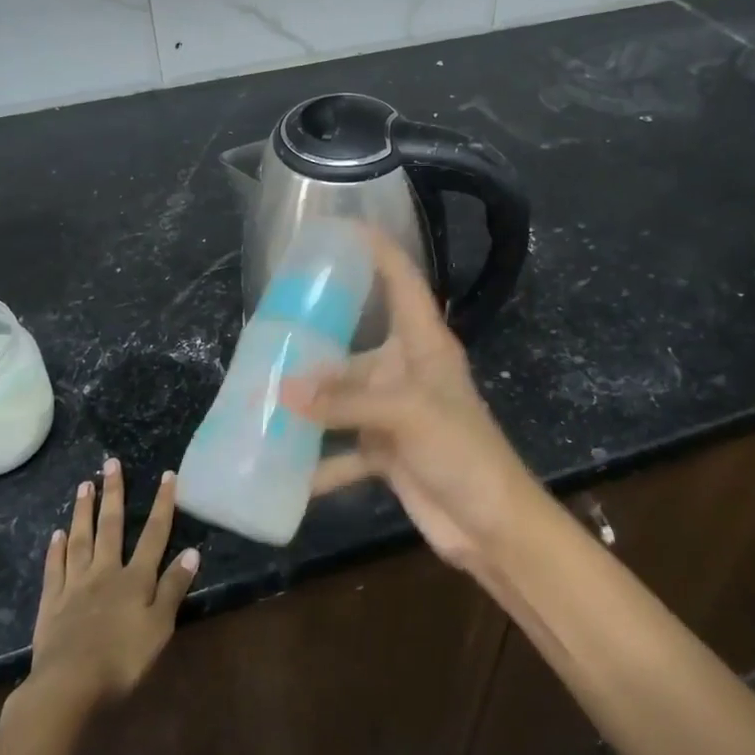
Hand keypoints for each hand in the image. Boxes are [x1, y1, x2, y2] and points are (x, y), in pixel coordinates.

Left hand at [27, 460, 198, 714]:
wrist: (68, 686)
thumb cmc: (122, 660)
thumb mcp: (159, 627)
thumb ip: (173, 588)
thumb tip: (191, 551)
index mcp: (135, 578)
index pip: (154, 534)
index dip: (162, 504)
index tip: (167, 475)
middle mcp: (105, 572)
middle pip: (111, 526)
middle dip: (114, 493)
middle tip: (110, 463)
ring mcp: (75, 585)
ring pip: (80, 540)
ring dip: (83, 512)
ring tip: (84, 486)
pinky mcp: (50, 604)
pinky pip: (54, 569)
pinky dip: (56, 550)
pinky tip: (57, 535)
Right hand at [283, 227, 540, 574]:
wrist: (492, 525)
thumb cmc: (462, 450)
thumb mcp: (406, 415)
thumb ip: (344, 402)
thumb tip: (281, 392)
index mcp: (424, 343)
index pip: (402, 280)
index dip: (377, 249)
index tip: (340, 228)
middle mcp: (407, 369)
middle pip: (355, 345)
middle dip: (315, 344)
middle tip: (270, 330)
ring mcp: (395, 411)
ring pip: (343, 398)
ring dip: (309, 406)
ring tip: (261, 398)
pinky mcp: (387, 450)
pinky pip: (343, 448)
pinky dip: (318, 461)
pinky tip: (282, 467)